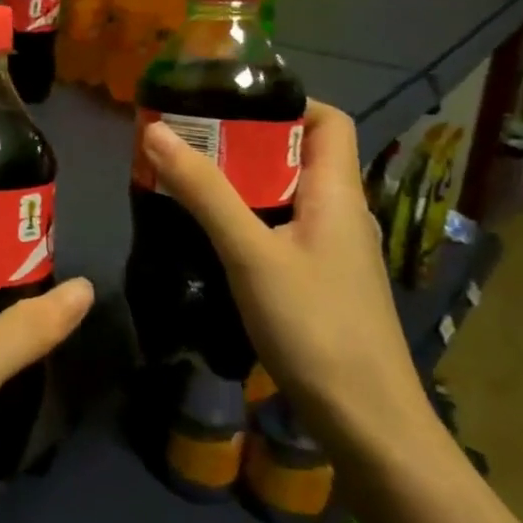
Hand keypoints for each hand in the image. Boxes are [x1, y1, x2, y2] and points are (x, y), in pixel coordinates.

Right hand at [140, 101, 432, 450]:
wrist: (367, 421)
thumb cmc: (314, 326)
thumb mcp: (250, 253)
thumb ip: (204, 192)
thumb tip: (156, 131)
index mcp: (337, 194)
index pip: (327, 121)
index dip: (285, 101)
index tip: (226, 102)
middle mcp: (341, 214)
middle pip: (297, 156)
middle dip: (243, 142)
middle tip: (186, 141)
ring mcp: (333, 251)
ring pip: (285, 195)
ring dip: (240, 182)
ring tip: (187, 181)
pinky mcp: (319, 281)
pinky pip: (282, 229)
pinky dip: (247, 219)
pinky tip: (211, 237)